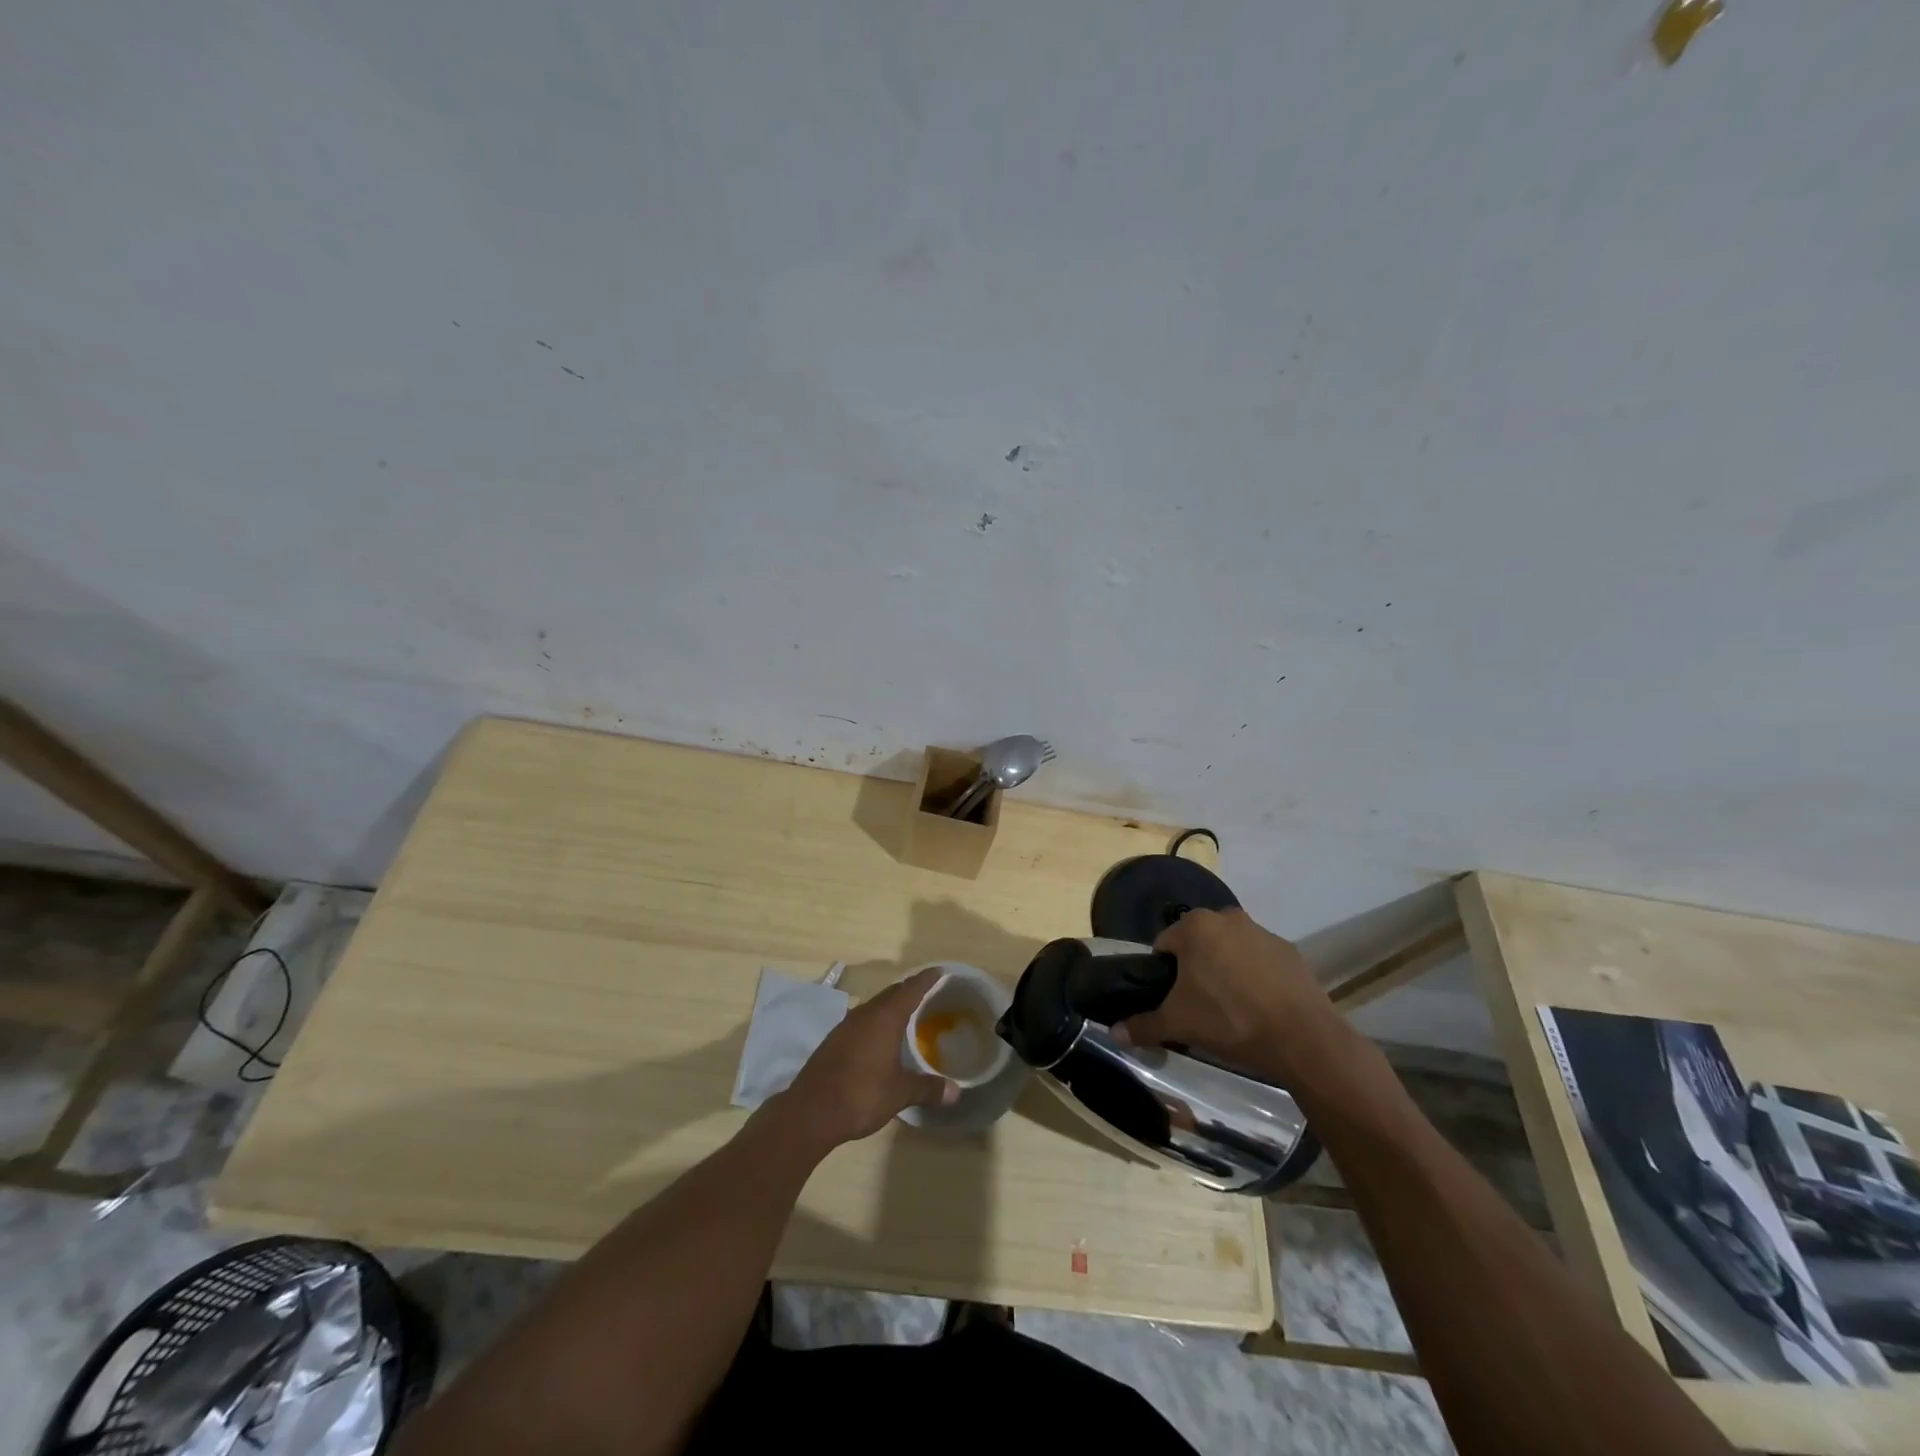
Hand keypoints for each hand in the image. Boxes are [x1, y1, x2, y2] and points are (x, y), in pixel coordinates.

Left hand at [779, 967, 958, 1148]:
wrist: (810, 1112)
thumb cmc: (861, 1095)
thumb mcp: (900, 1093)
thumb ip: (928, 1088)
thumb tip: (955, 1092)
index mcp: (884, 1018)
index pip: (910, 990)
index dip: (925, 979)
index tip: (939, 970)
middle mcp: (864, 1014)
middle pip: (891, 994)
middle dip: (909, 990)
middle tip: (927, 992)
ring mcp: (845, 1026)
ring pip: (874, 1007)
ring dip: (890, 1006)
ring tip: (906, 1014)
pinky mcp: (833, 1041)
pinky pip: (861, 1021)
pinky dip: (876, 1022)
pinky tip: (879, 1038)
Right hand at [1112, 909, 1331, 1072]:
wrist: (1302, 1038)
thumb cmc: (1230, 1020)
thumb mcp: (1179, 1024)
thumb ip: (1143, 1025)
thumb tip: (1113, 1034)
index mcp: (1195, 927)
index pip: (1164, 944)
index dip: (1163, 972)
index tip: (1172, 998)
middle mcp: (1227, 918)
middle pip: (1199, 942)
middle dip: (1196, 967)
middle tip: (1199, 1004)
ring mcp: (1262, 932)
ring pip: (1231, 948)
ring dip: (1226, 968)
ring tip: (1231, 1008)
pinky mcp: (1290, 951)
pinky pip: (1261, 960)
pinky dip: (1256, 976)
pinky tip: (1260, 1006)